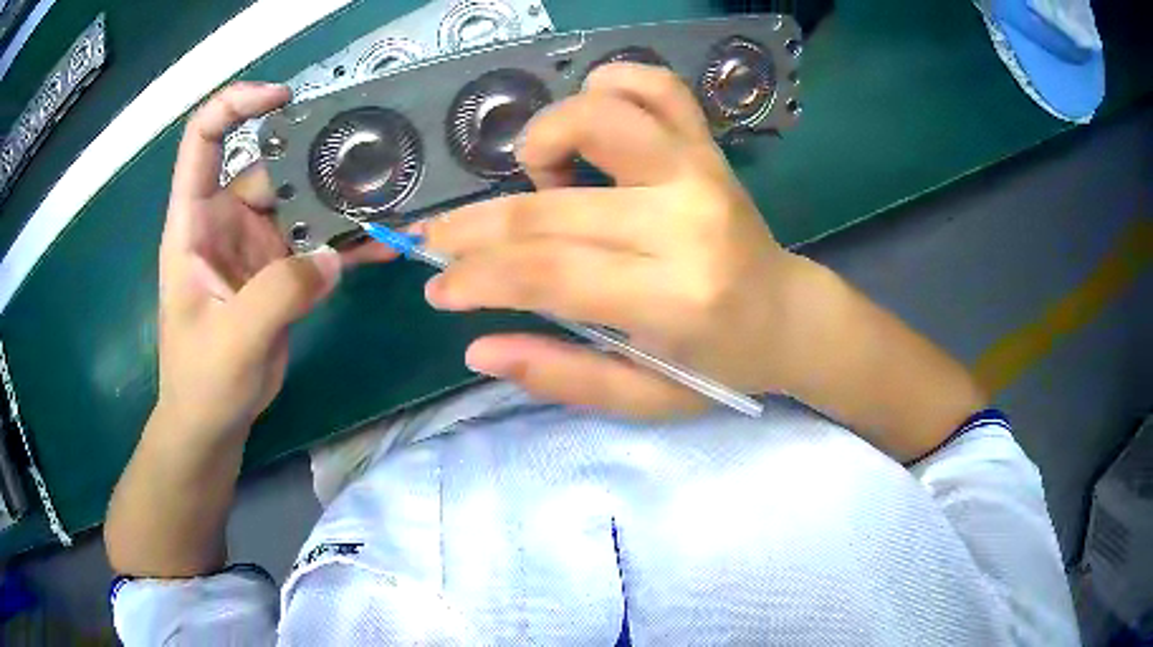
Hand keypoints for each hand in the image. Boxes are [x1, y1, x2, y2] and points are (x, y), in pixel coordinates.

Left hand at [155, 82, 391, 443]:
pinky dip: (345, 242)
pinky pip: (316, 244)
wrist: (213, 423)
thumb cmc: (202, 381)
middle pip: (271, 169)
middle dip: (314, 163)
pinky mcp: (279, 271)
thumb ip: (278, 294)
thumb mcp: (232, 340)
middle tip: (368, 163)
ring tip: (385, 204)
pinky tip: (379, 245)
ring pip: (300, 204)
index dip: (236, 105)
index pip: (204, 139)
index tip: (283, 98)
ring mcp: (255, 245)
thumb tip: (332, 255)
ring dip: (339, 204)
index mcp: (194, 222)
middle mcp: (224, 221)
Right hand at [422, 64, 808, 417]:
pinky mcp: (709, 147)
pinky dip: (609, 85)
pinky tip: (591, 120)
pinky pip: (657, 86)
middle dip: (475, 226)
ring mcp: (701, 171)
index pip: (547, 274)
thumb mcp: (643, 399)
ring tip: (540, 181)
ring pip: (600, 116)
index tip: (439, 288)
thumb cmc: (720, 366)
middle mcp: (686, 222)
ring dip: (542, 140)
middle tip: (438, 241)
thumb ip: (561, 376)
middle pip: (552, 208)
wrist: (788, 317)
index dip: (477, 277)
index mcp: (673, 298)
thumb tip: (477, 348)